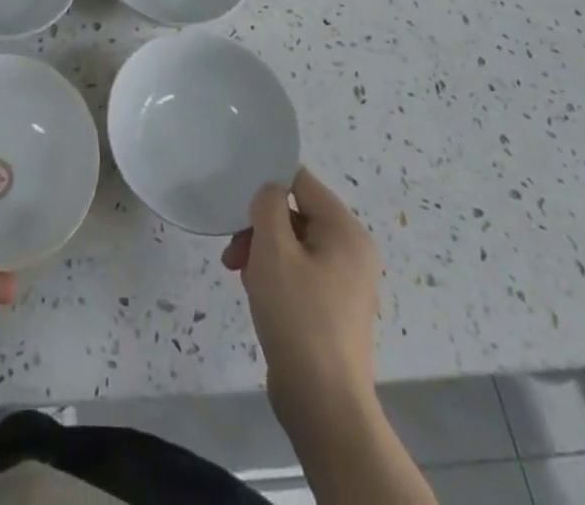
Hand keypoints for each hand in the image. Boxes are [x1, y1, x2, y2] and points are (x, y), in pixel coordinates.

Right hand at [221, 168, 380, 422]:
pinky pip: (299, 273)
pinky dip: (275, 276)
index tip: (237, 199)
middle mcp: (351, 250)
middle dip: (259, 227)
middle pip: (295, 214)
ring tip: (241, 276)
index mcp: (345, 230)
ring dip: (262, 252)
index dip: (267, 182)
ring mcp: (344, 282)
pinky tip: (256, 294)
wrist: (323, 404)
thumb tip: (270, 191)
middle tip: (233, 250)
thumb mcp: (274, 250)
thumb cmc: (298, 316)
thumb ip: (267, 205)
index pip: (301, 181)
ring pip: (293, 244)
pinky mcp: (332, 308)